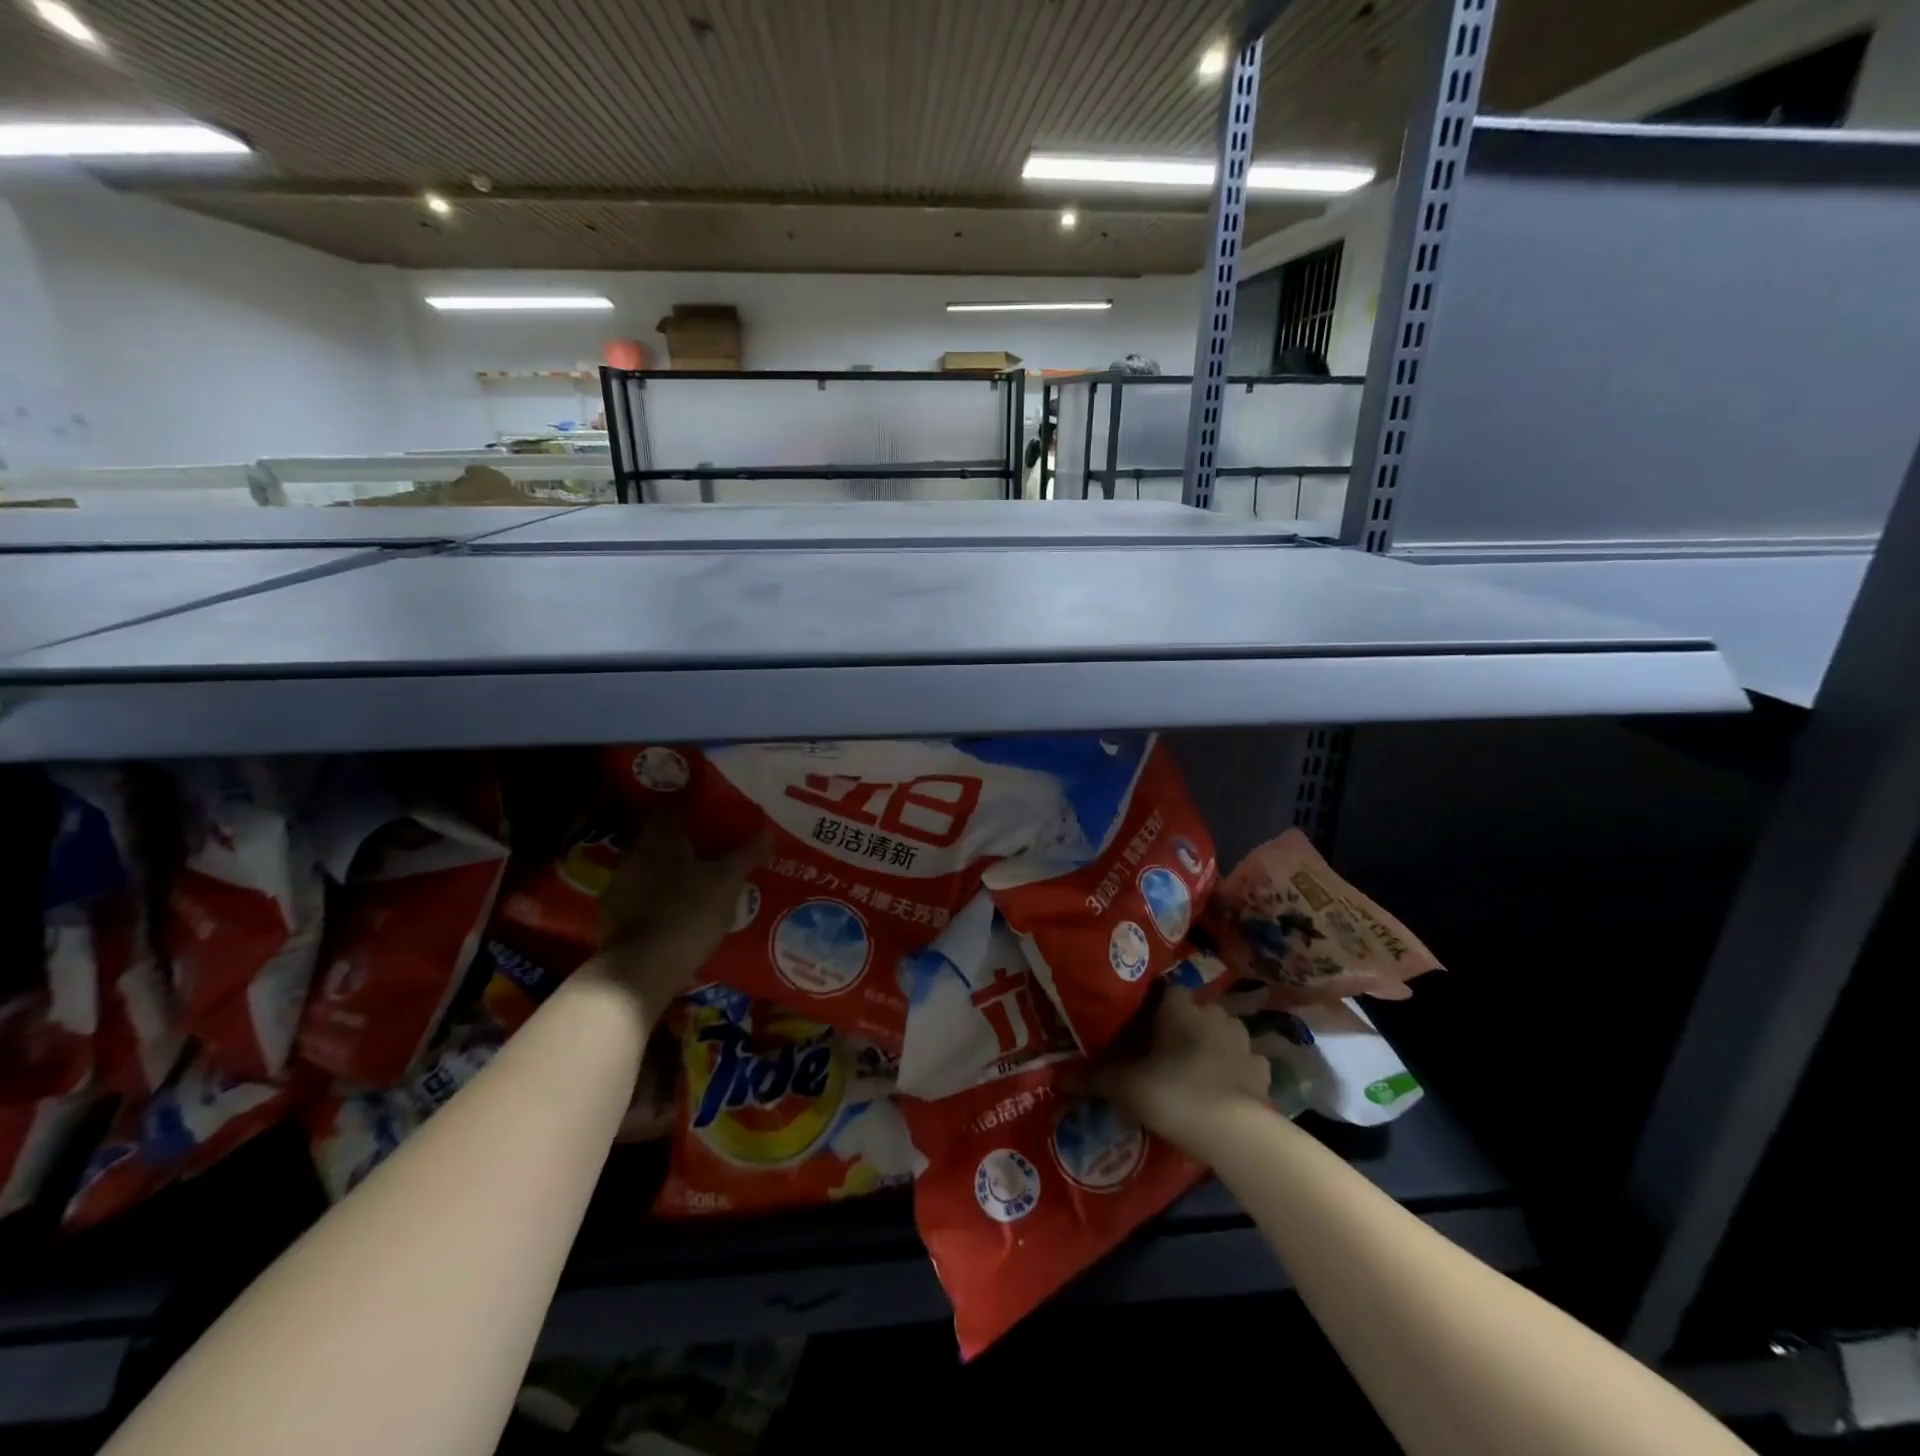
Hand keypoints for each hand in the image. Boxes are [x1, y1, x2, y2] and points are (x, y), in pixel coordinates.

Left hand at [592, 813, 771, 1024]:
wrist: (641, 967)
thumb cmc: (688, 911)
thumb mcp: (727, 881)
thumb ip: (747, 854)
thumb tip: (768, 831)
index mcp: (661, 837)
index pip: (675, 808)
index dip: (695, 807)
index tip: (715, 813)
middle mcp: (635, 853)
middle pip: (662, 838)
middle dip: (685, 842)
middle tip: (714, 848)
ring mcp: (620, 885)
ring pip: (651, 868)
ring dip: (670, 871)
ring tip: (699, 882)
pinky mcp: (614, 916)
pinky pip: (642, 897)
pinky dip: (658, 899)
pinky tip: (678, 911)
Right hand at [1093, 986, 1269, 1150]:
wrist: (1233, 1132)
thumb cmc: (1172, 1092)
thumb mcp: (1123, 1086)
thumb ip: (1092, 1078)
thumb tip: (1057, 1077)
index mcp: (1179, 1006)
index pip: (1164, 990)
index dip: (1152, 1006)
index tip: (1140, 1026)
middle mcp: (1213, 1013)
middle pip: (1194, 1011)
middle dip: (1182, 1026)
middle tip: (1163, 1052)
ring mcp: (1243, 1041)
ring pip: (1222, 1034)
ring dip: (1210, 1046)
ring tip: (1193, 1071)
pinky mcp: (1262, 1071)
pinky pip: (1245, 1063)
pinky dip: (1234, 1072)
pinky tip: (1223, 1090)